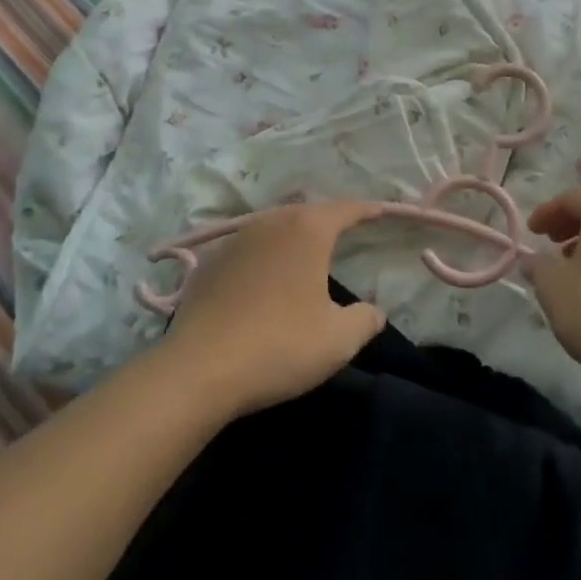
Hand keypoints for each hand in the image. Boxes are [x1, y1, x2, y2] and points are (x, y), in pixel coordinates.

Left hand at [157, 201, 387, 419]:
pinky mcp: (209, 263)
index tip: (382, 212)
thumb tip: (375, 311)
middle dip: (329, 221)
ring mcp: (236, 239)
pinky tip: (264, 281)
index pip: (346, 209)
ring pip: (275, 228)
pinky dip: (264, 257)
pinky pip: (248, 250)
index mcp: (308, 230)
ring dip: (294, 238)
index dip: (368, 211)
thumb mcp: (338, 340)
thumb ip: (365, 320)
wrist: (198, 369)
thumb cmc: (279, 346)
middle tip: (347, 233)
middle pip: (308, 213)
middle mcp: (271, 222)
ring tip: (307, 255)